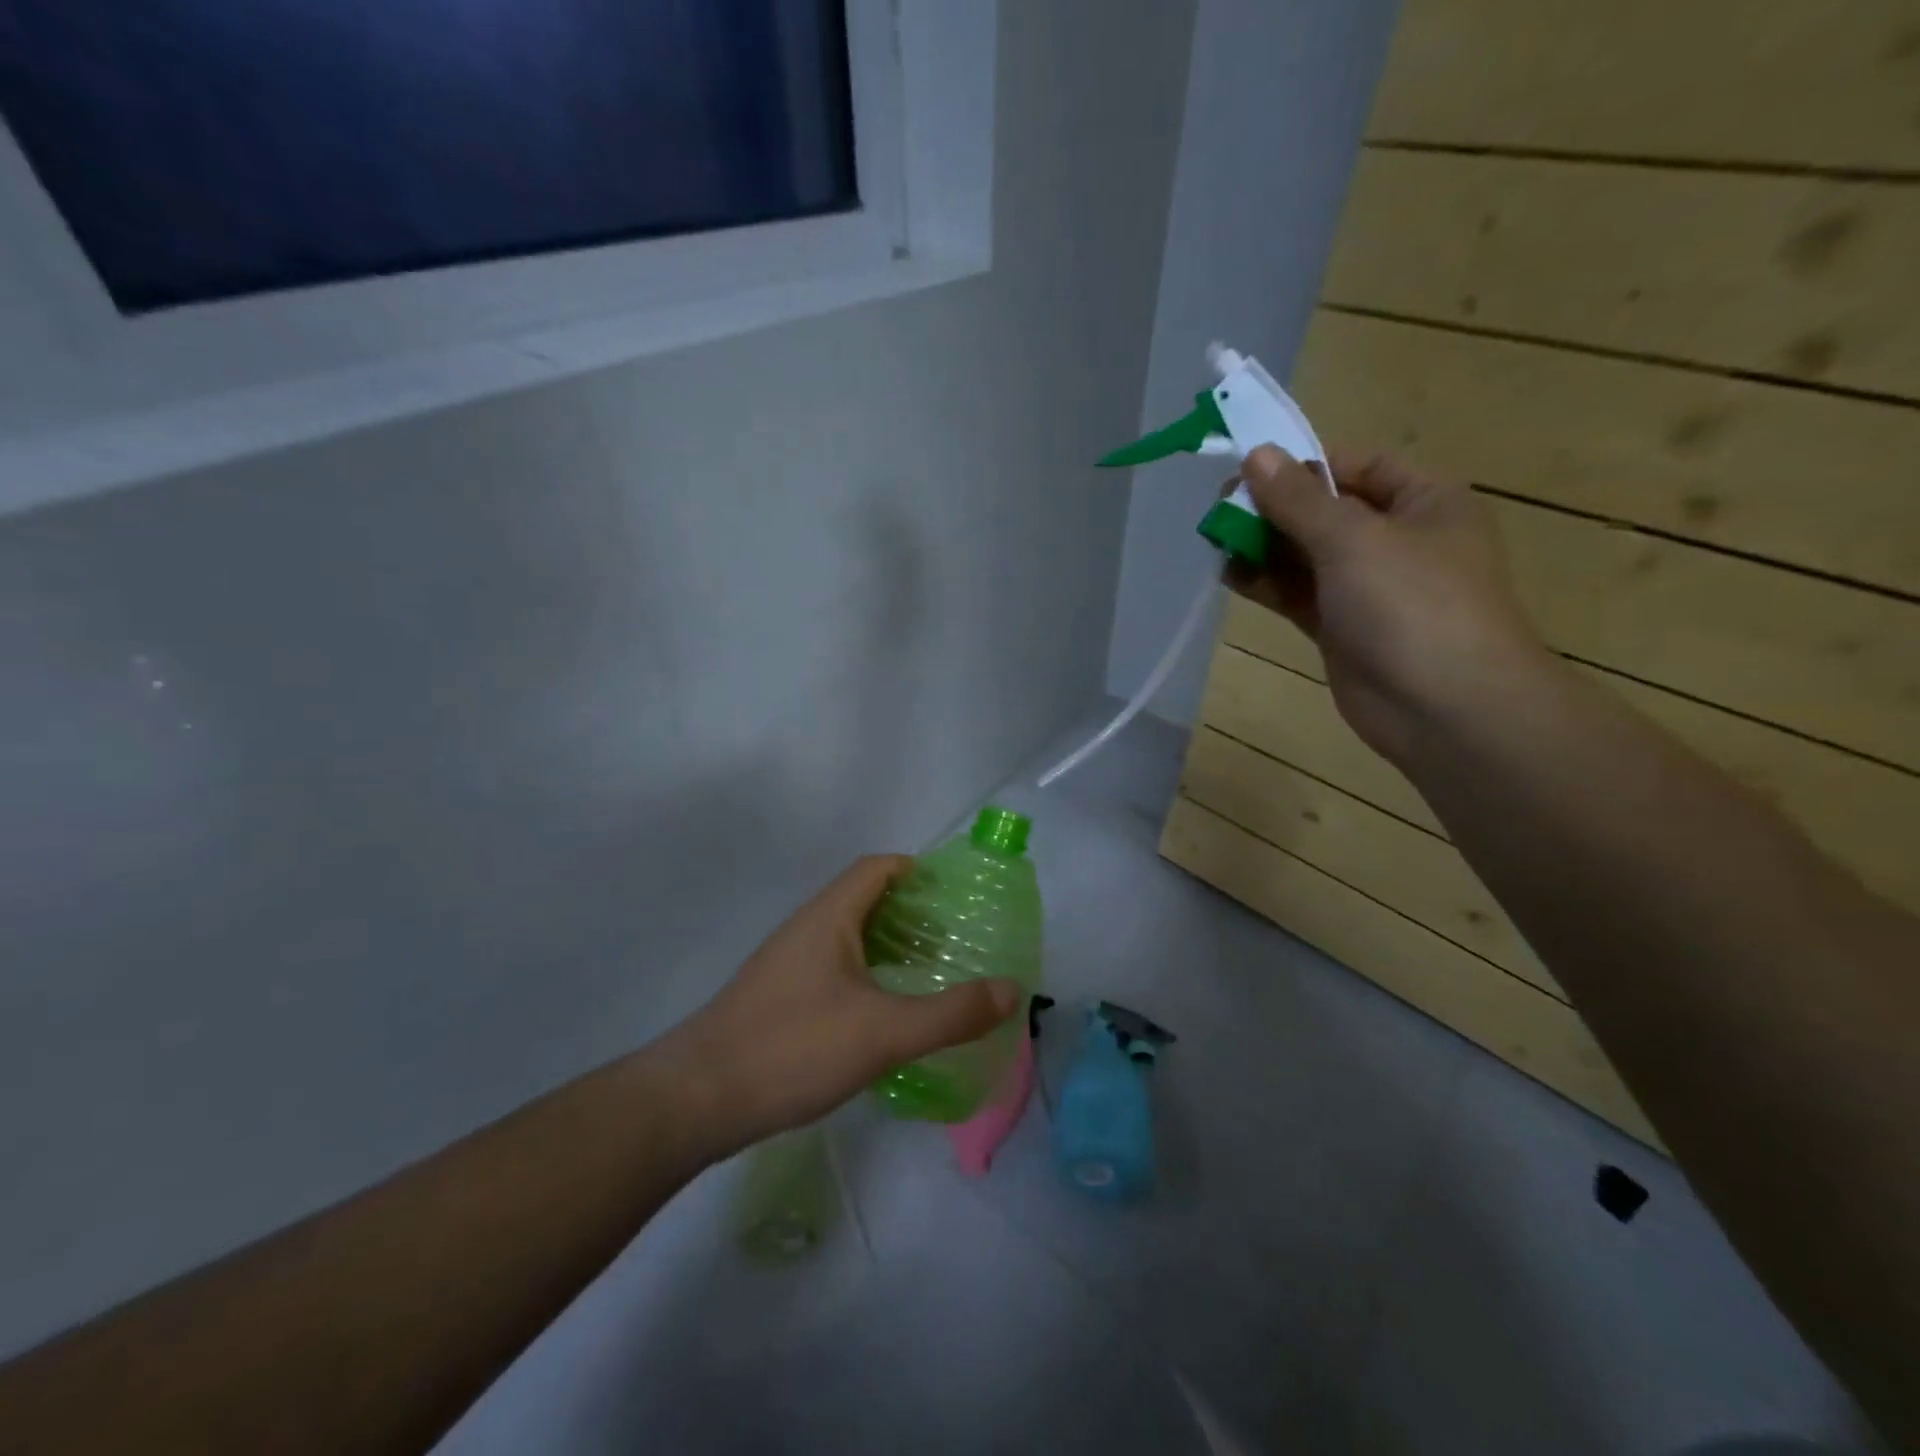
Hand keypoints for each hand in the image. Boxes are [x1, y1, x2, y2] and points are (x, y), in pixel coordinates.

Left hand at [659, 856, 1019, 1154]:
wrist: (698, 1099)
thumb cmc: (793, 1048)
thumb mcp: (884, 1032)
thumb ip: (951, 1012)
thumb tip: (1012, 990)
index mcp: (830, 917)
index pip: (877, 868)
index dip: (917, 871)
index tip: (956, 894)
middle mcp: (807, 929)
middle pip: (865, 900)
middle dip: (912, 912)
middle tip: (954, 939)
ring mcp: (788, 965)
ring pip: (848, 937)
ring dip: (889, 946)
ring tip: (929, 974)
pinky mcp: (779, 999)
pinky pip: (834, 969)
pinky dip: (868, 975)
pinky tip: (883, 1015)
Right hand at [1226, 445, 1549, 765]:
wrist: (1444, 708)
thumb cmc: (1411, 605)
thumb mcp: (1353, 538)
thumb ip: (1298, 499)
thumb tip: (1256, 454)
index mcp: (1423, 501)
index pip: (1358, 465)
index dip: (1304, 464)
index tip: (1249, 471)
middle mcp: (1397, 539)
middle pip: (1326, 510)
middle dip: (1274, 507)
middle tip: (1219, 508)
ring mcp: (1368, 588)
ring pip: (1306, 555)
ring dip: (1263, 545)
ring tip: (1214, 538)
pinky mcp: (1341, 628)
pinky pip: (1298, 594)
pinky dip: (1266, 583)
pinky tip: (1228, 573)